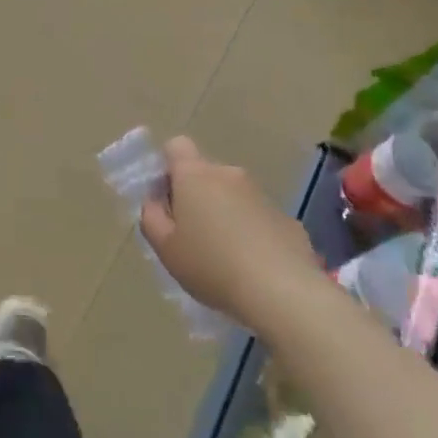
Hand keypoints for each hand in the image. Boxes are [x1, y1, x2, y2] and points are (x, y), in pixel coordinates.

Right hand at [138, 137, 320, 329]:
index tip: (166, 200)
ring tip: (222, 256)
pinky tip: (251, 266)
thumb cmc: (211, 265)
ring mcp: (261, 194)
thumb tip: (156, 201)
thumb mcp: (165, 247)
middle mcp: (229, 174)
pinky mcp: (287, 218)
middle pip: (204, 173)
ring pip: (231, 195)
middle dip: (195, 196)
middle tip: (190, 236)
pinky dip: (250, 231)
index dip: (167, 167)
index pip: (176, 146)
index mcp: (195, 175)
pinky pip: (257, 216)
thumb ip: (151, 217)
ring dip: (223, 214)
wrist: (282, 292)